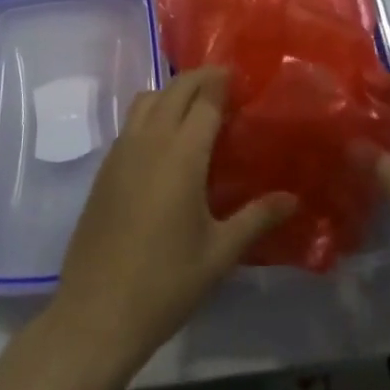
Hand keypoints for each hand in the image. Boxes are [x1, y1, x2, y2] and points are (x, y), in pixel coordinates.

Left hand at [51, 67, 295, 377]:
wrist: (96, 312)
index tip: (244, 77)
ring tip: (196, 107)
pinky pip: (132, 121)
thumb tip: (293, 198)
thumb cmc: (165, 283)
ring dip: (173, 91)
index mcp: (182, 153)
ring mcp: (123, 149)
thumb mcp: (219, 254)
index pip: (206, 98)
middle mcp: (151, 139)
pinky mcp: (106, 166)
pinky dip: (153, 111)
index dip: (224, 82)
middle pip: (177, 88)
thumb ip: (257, 218)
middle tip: (227, 84)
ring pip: (149, 97)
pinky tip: (166, 139)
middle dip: (202, 78)